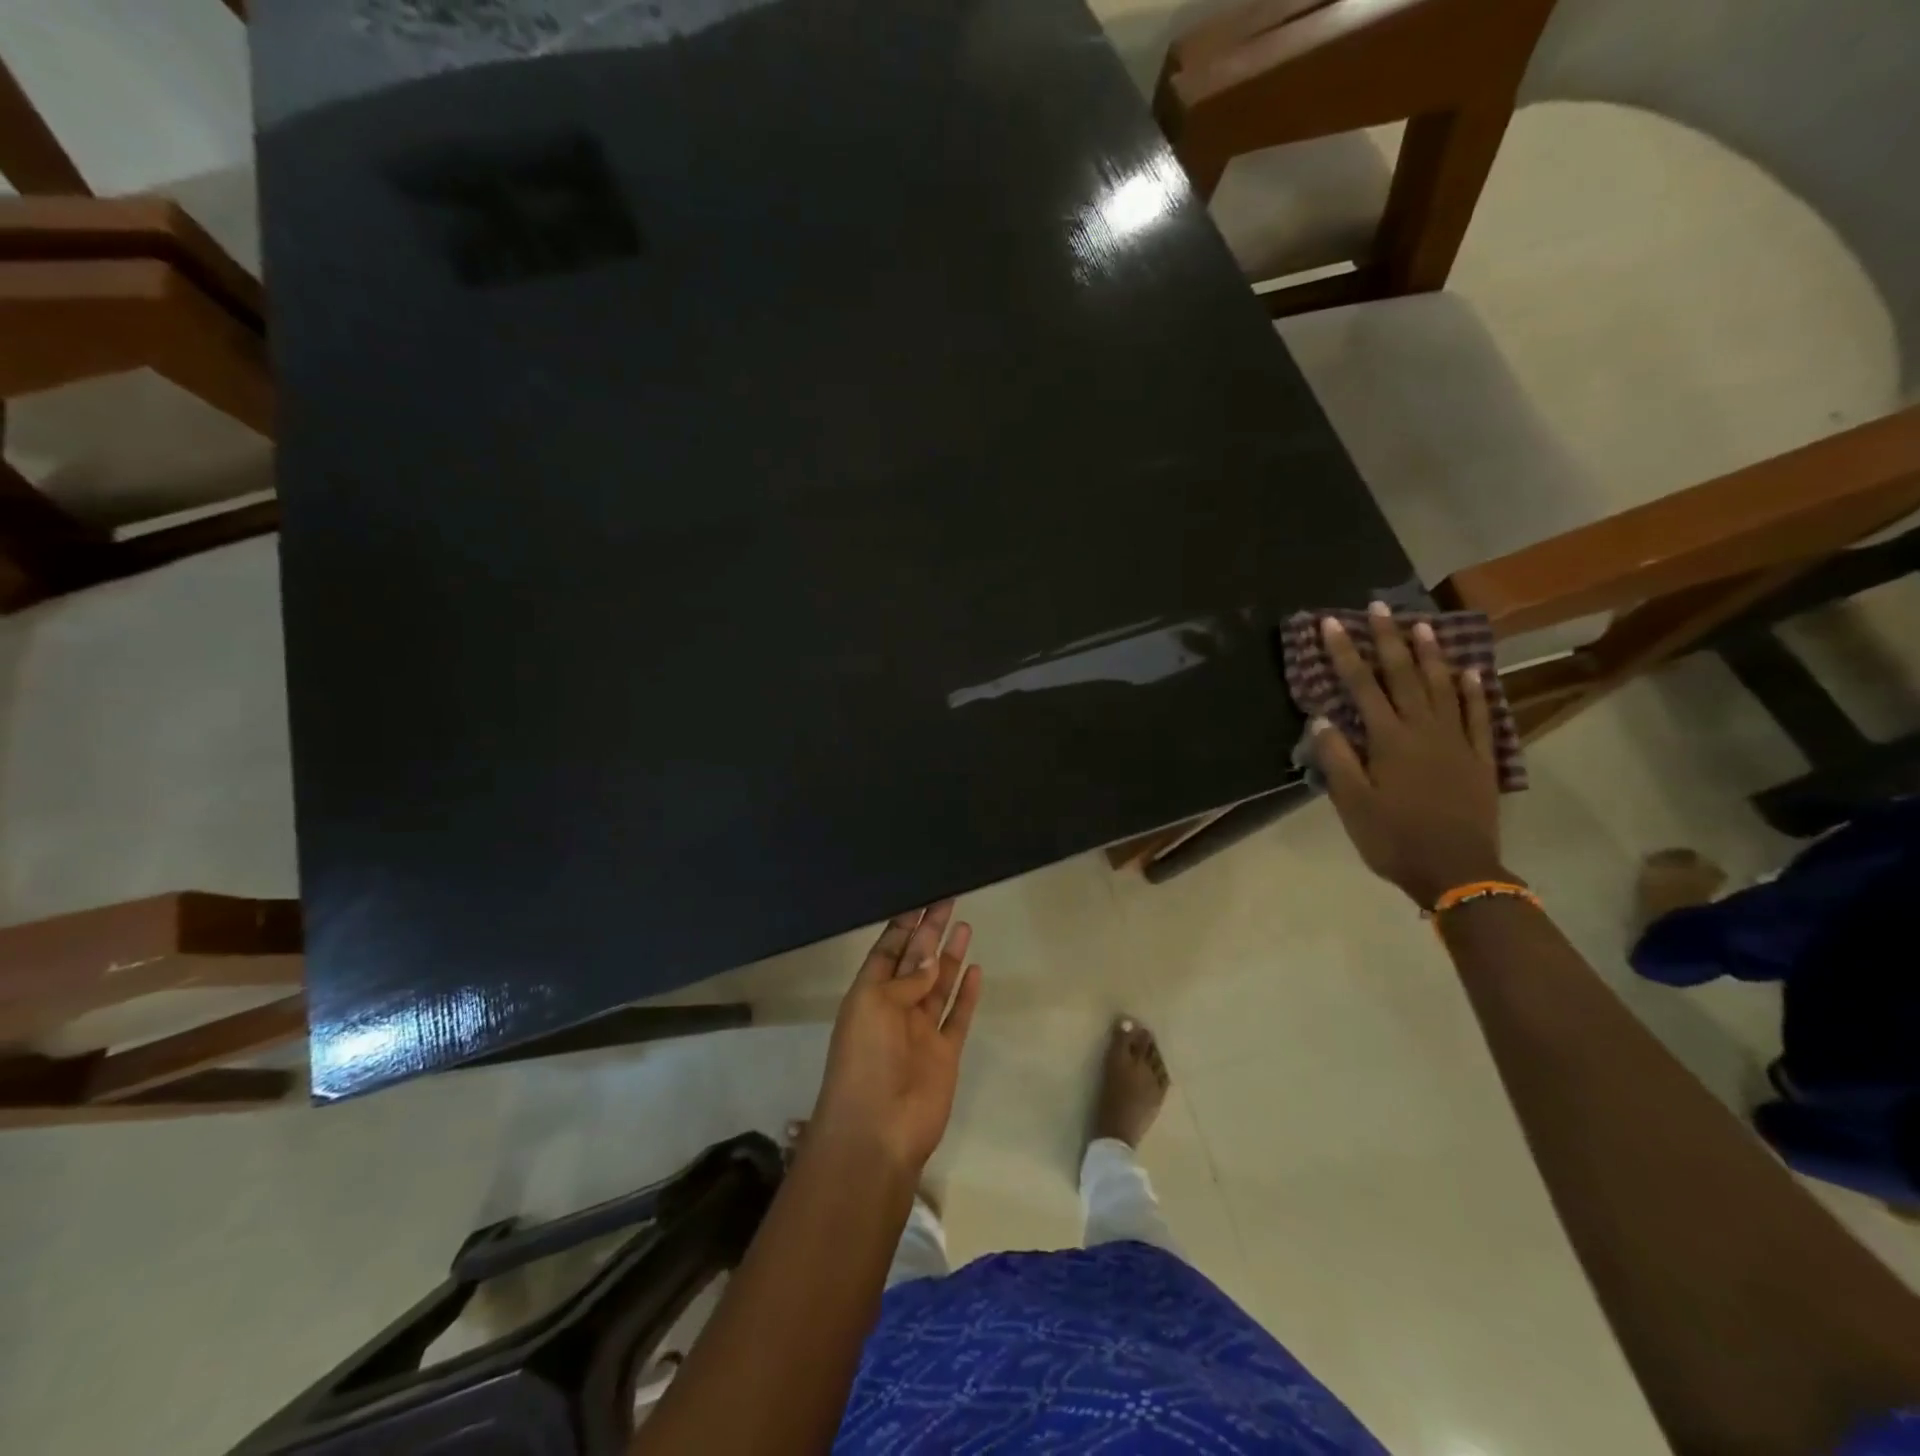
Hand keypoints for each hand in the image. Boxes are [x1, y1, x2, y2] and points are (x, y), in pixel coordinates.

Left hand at [810, 901, 982, 1174]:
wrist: (878, 1130)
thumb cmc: (865, 1060)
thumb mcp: (873, 1006)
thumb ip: (905, 980)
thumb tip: (931, 961)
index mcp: (869, 995)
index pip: (887, 950)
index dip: (903, 925)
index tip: (919, 899)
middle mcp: (895, 1008)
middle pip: (915, 961)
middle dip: (929, 931)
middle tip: (947, 899)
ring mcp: (921, 1030)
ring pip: (938, 984)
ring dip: (948, 956)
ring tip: (963, 925)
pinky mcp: (945, 1052)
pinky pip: (957, 1015)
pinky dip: (966, 993)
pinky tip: (975, 968)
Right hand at [1311, 604, 1505, 908]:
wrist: (1459, 872)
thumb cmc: (1395, 839)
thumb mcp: (1353, 804)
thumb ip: (1337, 759)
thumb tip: (1321, 719)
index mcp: (1389, 740)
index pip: (1362, 686)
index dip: (1344, 652)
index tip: (1331, 623)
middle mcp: (1425, 730)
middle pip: (1405, 675)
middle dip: (1388, 639)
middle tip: (1379, 606)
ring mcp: (1457, 741)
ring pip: (1444, 687)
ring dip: (1431, 654)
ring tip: (1422, 625)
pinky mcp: (1480, 758)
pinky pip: (1478, 716)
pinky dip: (1474, 691)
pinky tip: (1471, 672)